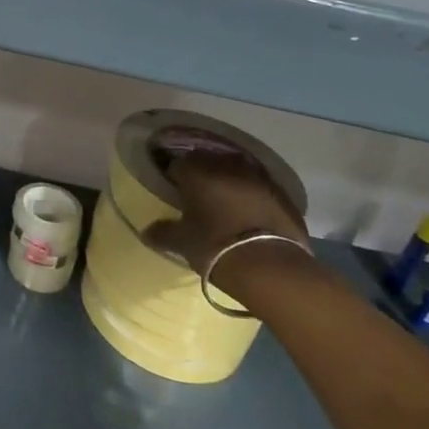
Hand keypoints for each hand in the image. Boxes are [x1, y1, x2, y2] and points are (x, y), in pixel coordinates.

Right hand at [144, 126, 306, 279]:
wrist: (271, 267)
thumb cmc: (216, 248)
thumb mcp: (183, 243)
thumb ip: (163, 233)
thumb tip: (146, 231)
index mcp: (197, 173)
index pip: (178, 165)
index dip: (175, 176)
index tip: (174, 190)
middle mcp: (226, 166)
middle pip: (209, 161)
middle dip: (202, 173)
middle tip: (198, 194)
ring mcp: (258, 178)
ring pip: (237, 170)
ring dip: (230, 180)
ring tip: (226, 201)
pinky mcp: (282, 194)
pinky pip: (261, 186)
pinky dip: (253, 194)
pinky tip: (251, 212)